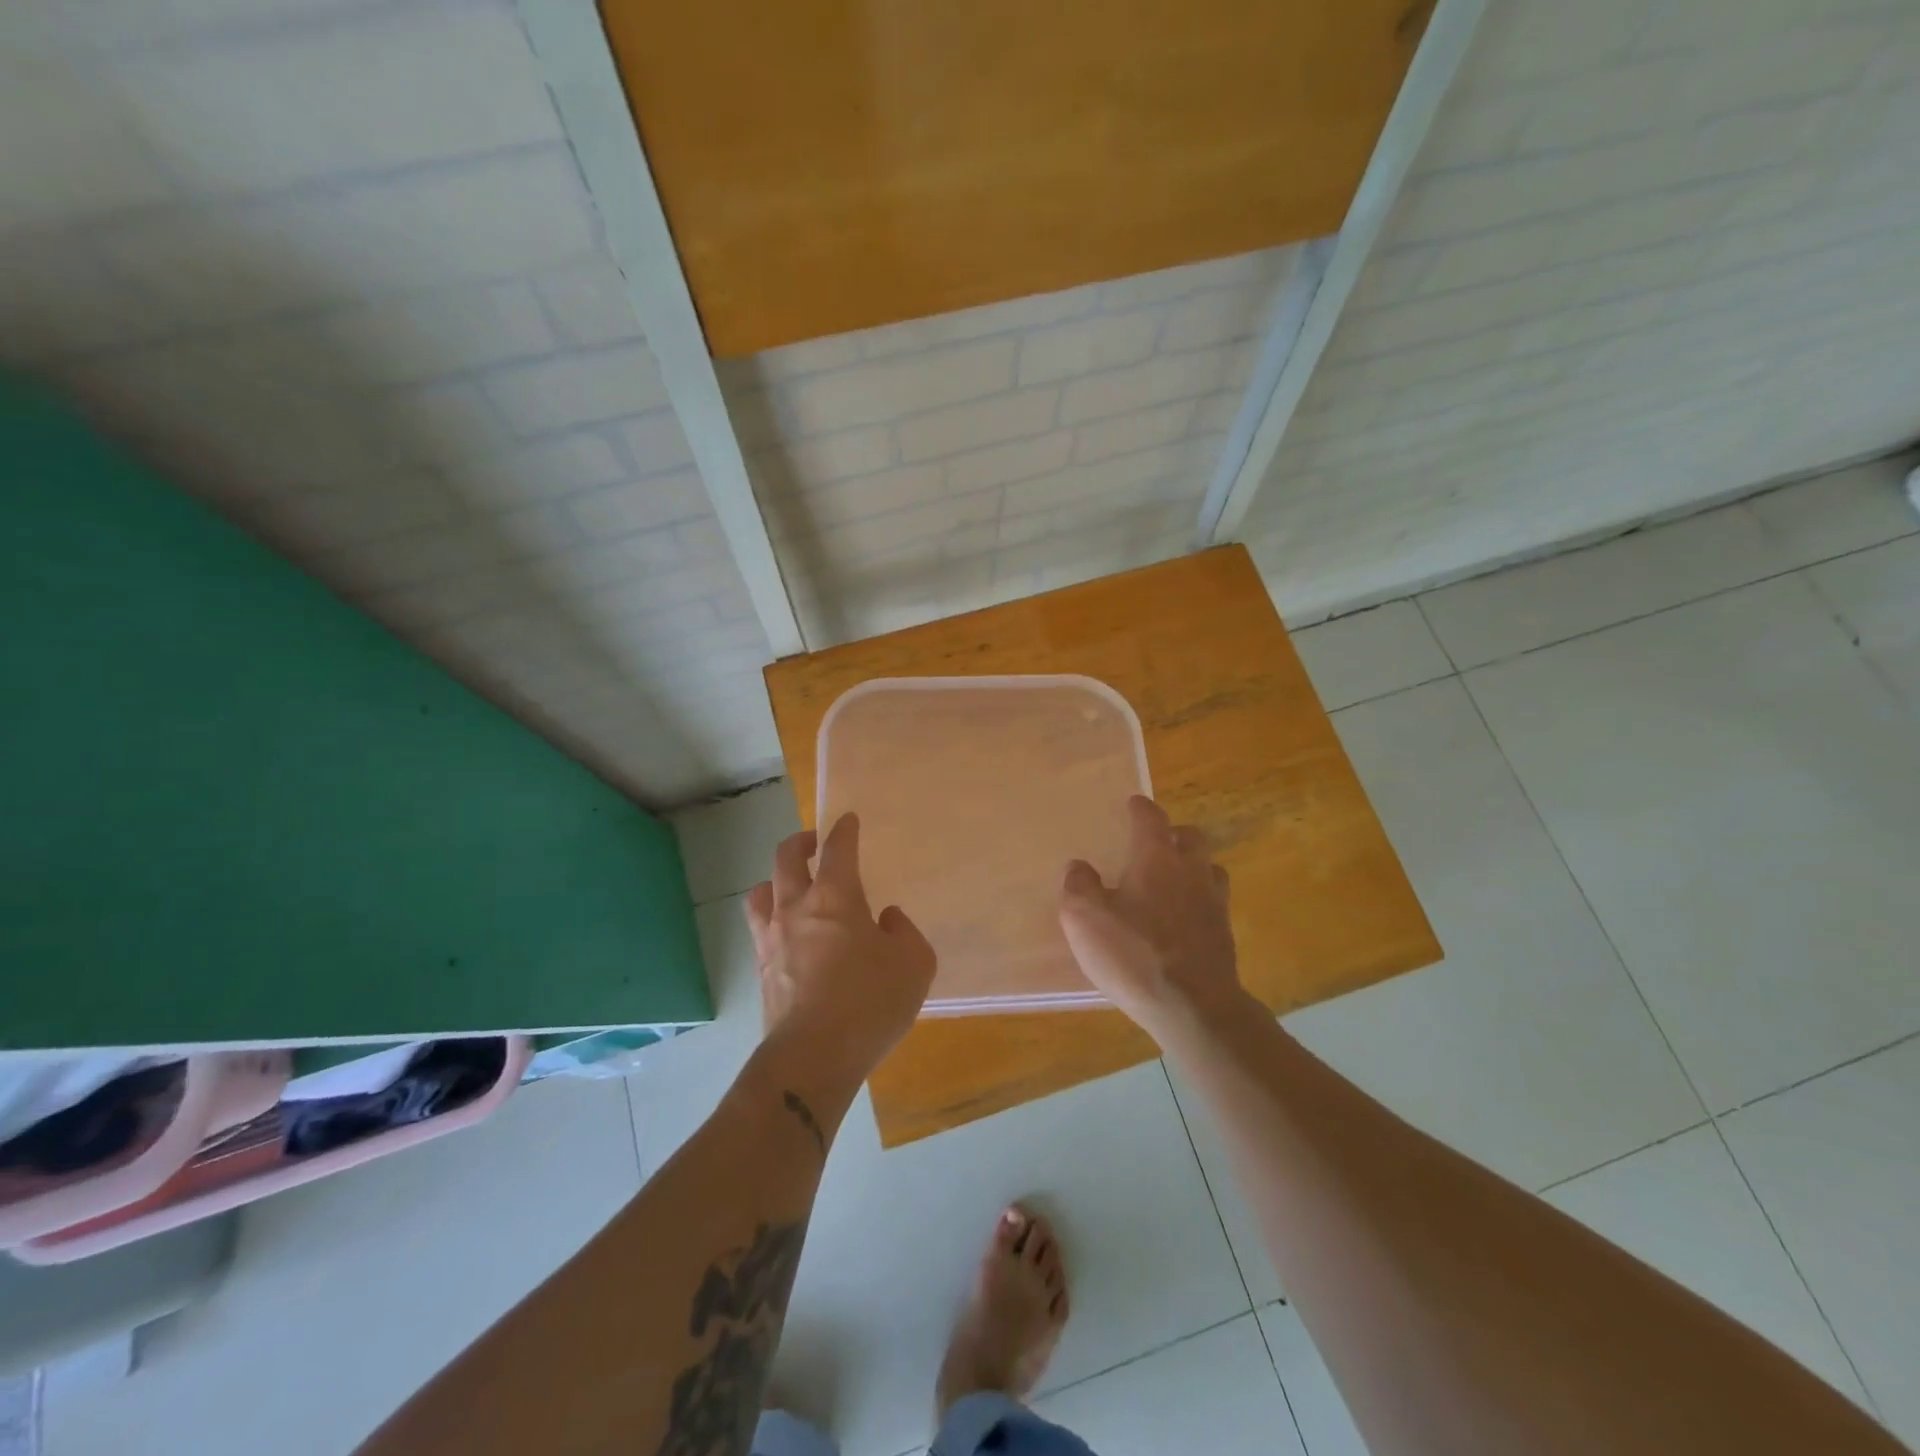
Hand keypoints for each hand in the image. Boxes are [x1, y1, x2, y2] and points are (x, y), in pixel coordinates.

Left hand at [745, 814, 935, 1089]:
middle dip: (800, 842)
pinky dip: (772, 920)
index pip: (837, 849)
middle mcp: (797, 908)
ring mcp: (772, 939)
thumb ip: (904, 933)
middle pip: (786, 858)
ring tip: (788, 888)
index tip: (847, 821)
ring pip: (761, 892)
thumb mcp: (914, 964)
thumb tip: (886, 920)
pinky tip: (787, 936)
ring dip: (775, 881)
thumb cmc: (870, 1002)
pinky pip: (760, 930)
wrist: (814, 1056)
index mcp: (836, 898)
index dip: (844, 831)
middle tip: (813, 843)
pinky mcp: (761, 970)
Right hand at [1058, 796, 1245, 1042]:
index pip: (1151, 819)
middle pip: (1191, 838)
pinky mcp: (1224, 936)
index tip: (1134, 803)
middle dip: (1174, 834)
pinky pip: (1214, 904)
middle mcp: (1191, 872)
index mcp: (1156, 859)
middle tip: (1156, 843)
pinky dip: (1199, 903)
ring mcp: (1214, 904)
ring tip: (1173, 881)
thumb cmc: (1134, 954)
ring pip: (1210, 869)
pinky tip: (1183, 920)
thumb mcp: (1084, 918)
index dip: (1140, 808)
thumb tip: (1079, 867)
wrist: (1194, 1007)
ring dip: (1193, 867)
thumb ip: (1078, 886)